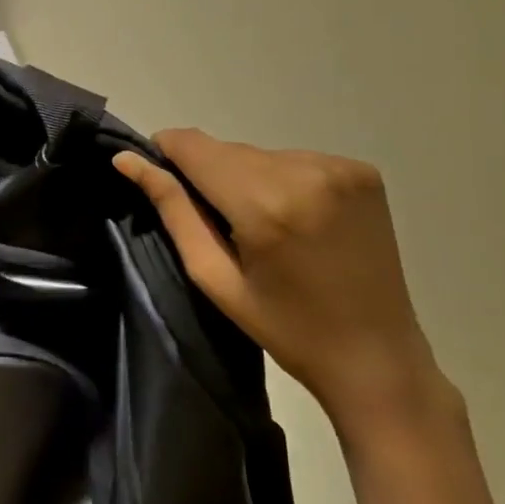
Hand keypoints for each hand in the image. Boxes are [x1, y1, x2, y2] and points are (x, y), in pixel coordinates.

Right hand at [114, 131, 446, 436]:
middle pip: (227, 150)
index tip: (162, 179)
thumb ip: (172, 210)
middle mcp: (304, 172)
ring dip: (247, 177)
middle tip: (219, 224)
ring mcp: (340, 168)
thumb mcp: (214, 277)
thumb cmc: (286, 328)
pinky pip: (295, 160)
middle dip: (210, 175)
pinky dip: (282, 180)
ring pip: (259, 154)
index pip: (194, 146)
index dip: (168, 153)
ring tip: (263, 226)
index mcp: (264, 204)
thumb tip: (127, 160)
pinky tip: (296, 219)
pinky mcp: (363, 171)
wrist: (377, 357)